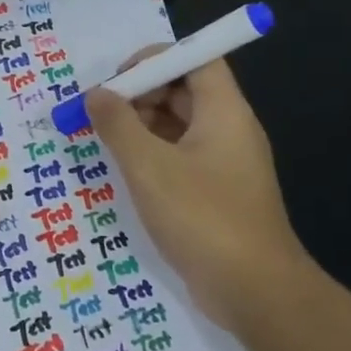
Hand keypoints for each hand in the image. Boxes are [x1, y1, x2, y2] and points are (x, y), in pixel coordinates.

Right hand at [85, 50, 310, 332]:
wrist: (255, 291)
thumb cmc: (202, 217)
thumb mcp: (149, 167)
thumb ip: (118, 125)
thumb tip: (96, 94)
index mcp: (224, 111)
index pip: (196, 58)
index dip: (156, 59)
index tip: (118, 80)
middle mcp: (229, 129)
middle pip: (184, 90)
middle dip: (141, 95)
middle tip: (102, 114)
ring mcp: (225, 163)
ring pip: (180, 126)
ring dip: (142, 127)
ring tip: (106, 143)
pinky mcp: (217, 193)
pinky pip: (182, 157)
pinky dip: (153, 156)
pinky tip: (126, 173)